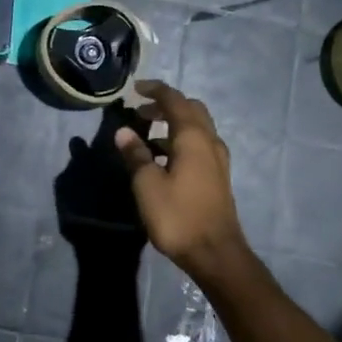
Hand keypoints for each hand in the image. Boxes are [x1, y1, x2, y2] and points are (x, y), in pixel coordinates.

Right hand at [113, 80, 250, 281]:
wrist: (215, 253)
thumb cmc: (178, 216)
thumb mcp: (147, 185)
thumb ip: (136, 155)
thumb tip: (124, 132)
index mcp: (193, 137)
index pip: (174, 100)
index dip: (155, 90)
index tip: (135, 88)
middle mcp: (210, 142)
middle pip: (191, 110)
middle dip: (166, 105)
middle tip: (141, 111)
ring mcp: (218, 160)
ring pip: (197, 128)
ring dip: (174, 124)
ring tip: (147, 134)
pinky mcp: (218, 177)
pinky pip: (199, 145)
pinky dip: (181, 141)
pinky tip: (164, 158)